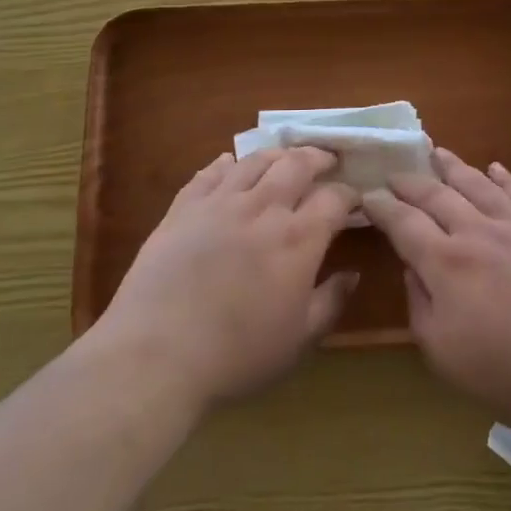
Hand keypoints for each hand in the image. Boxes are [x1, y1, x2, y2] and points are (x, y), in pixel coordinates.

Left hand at [94, 147, 358, 407]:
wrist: (156, 356)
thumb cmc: (237, 355)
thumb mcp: (299, 339)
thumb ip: (331, 301)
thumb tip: (353, 274)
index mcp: (298, 239)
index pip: (334, 198)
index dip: (349, 194)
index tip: (354, 200)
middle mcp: (263, 209)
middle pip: (296, 164)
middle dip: (318, 157)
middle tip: (327, 160)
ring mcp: (219, 204)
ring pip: (254, 161)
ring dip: (276, 154)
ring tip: (284, 157)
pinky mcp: (182, 210)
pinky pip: (209, 174)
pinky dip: (226, 164)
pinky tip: (230, 164)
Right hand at [360, 148, 510, 434]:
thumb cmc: (507, 371)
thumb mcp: (442, 352)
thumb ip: (419, 303)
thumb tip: (412, 265)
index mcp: (445, 262)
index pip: (404, 222)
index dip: (382, 206)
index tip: (368, 195)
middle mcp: (477, 231)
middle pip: (436, 195)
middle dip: (411, 182)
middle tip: (395, 173)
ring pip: (477, 184)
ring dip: (453, 166)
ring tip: (437, 152)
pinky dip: (503, 177)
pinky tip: (495, 168)